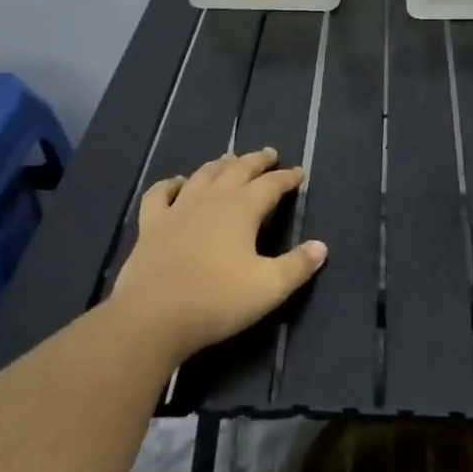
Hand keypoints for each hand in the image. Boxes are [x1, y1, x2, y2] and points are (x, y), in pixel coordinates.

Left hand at [110, 147, 326, 364]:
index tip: (299, 172)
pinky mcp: (151, 226)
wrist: (153, 317)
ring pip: (202, 176)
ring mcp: (177, 210)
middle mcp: (211, 200)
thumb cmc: (217, 300)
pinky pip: (159, 194)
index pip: (271, 185)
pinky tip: (176, 182)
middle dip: (256, 161)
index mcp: (242, 209)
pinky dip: (169, 184)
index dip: (287, 177)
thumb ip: (297, 265)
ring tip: (229, 160)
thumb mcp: (269, 287)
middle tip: (269, 154)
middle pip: (237, 170)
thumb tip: (321, 247)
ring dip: (219, 165)